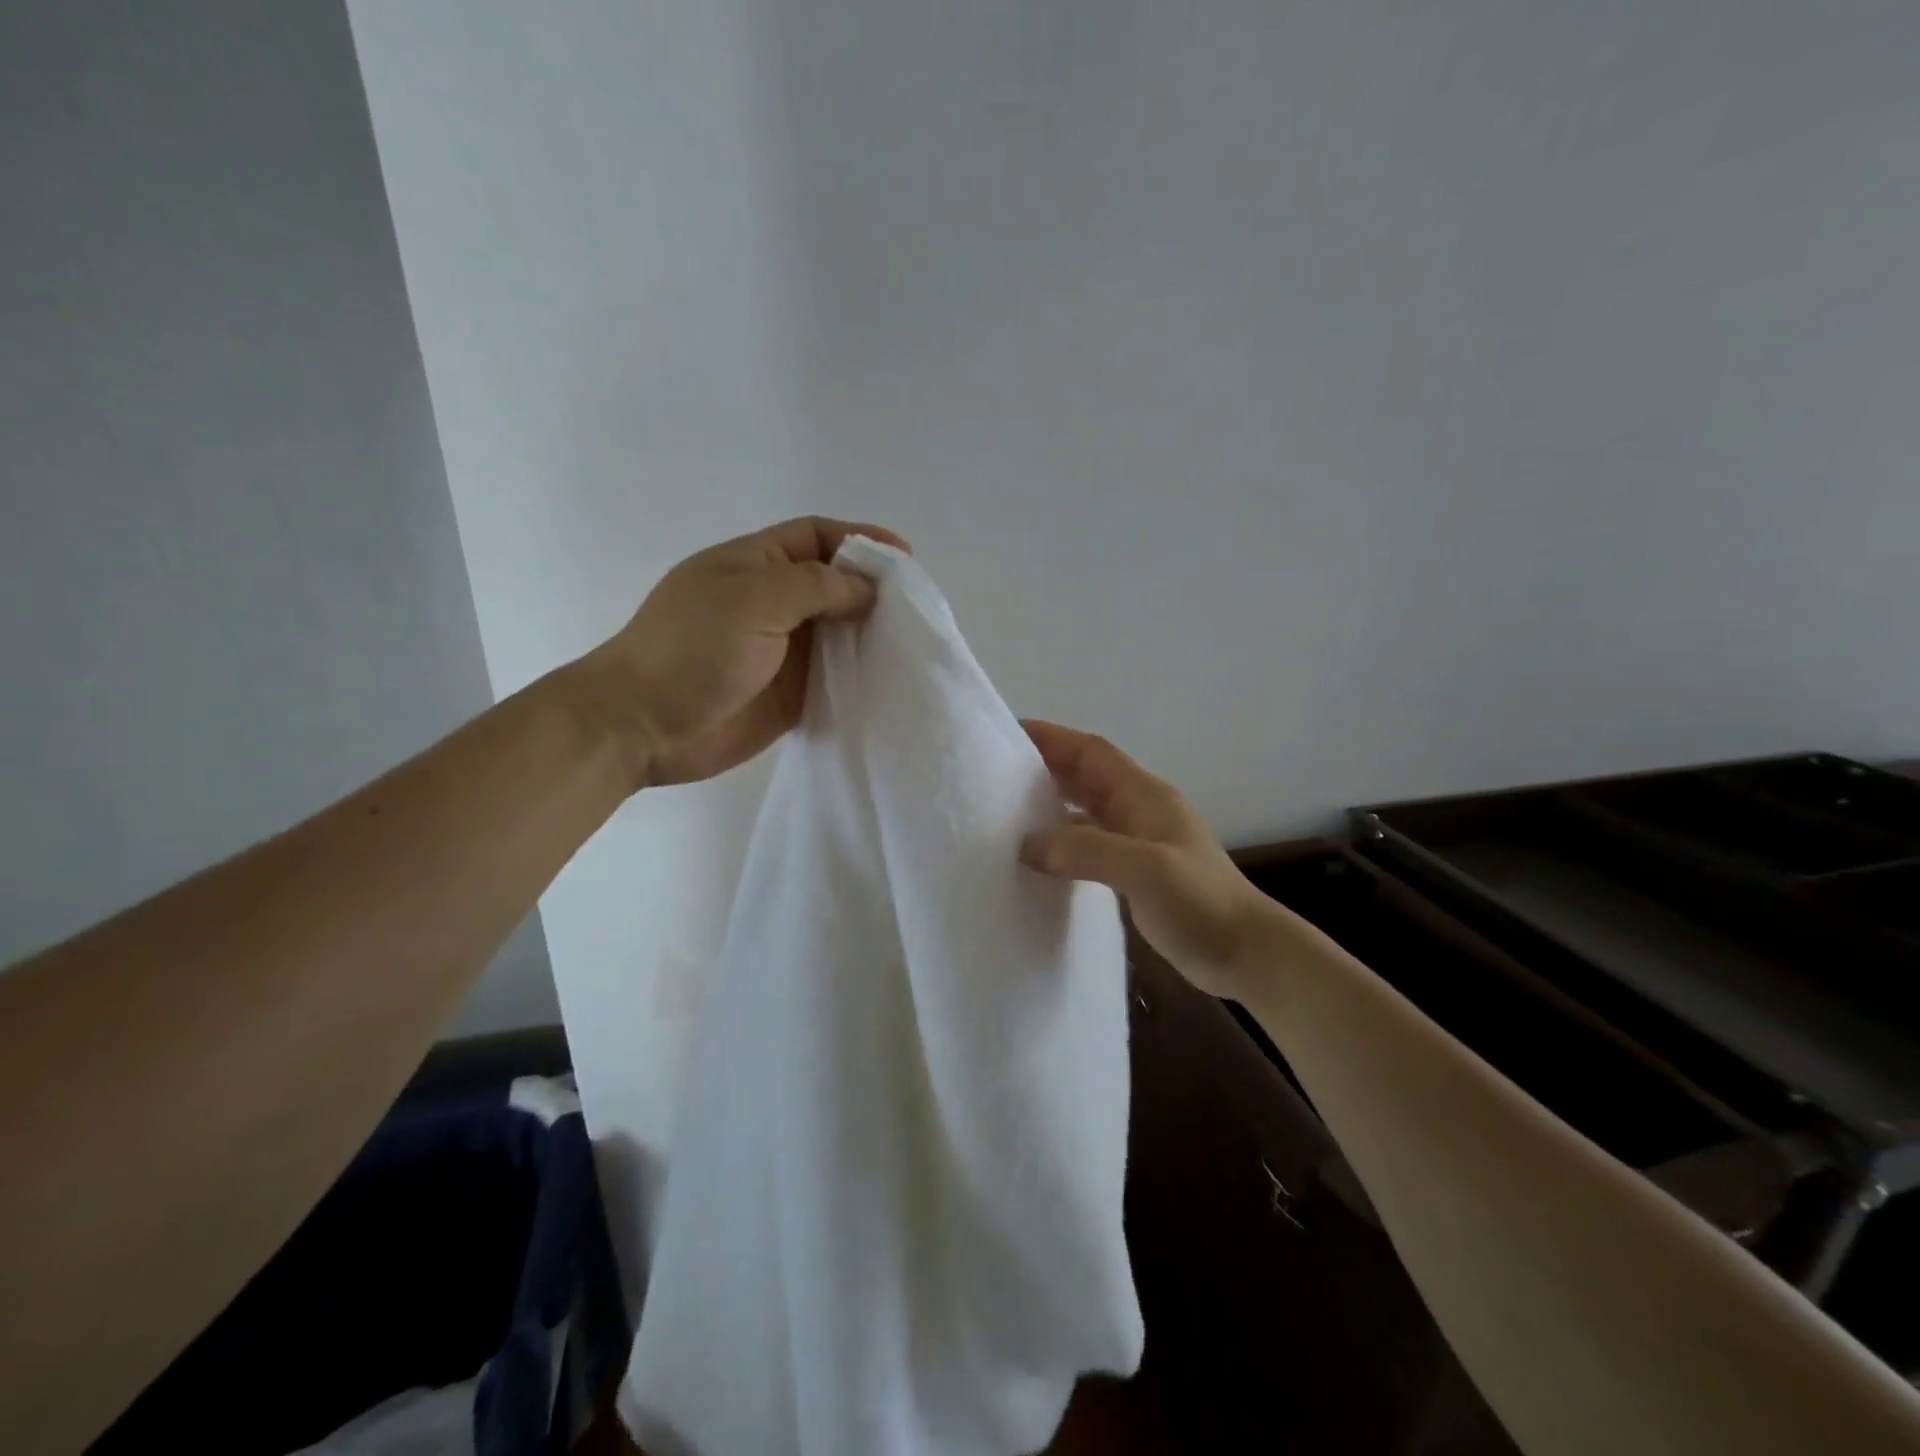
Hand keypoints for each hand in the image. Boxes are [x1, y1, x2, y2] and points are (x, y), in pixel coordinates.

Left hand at [583, 516, 908, 787]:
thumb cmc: (690, 649)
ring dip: (873, 633)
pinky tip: (891, 677)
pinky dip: (862, 674)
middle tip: (919, 606)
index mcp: (757, 565)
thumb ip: (815, 588)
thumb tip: (867, 590)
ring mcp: (783, 650)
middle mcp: (774, 603)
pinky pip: (835, 676)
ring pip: (840, 632)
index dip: (860, 540)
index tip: (905, 559)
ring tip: (915, 641)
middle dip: (875, 589)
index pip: (817, 537)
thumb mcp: (752, 600)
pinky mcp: (792, 693)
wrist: (643, 726)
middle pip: (835, 584)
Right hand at [1019, 721, 1275, 998]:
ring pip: (1085, 810)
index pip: (1090, 751)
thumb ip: (1085, 850)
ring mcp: (1139, 842)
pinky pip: (1090, 844)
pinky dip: (1063, 843)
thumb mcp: (1144, 869)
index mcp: (1143, 795)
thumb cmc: (1200, 902)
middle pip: (1085, 775)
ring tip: (1005, 813)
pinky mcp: (1136, 872)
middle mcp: (1138, 810)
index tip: (1006, 734)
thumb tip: (1027, 844)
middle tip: (993, 774)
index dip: (1051, 738)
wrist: (1246, 953)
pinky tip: (1039, 858)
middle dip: (1044, 768)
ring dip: (1051, 805)